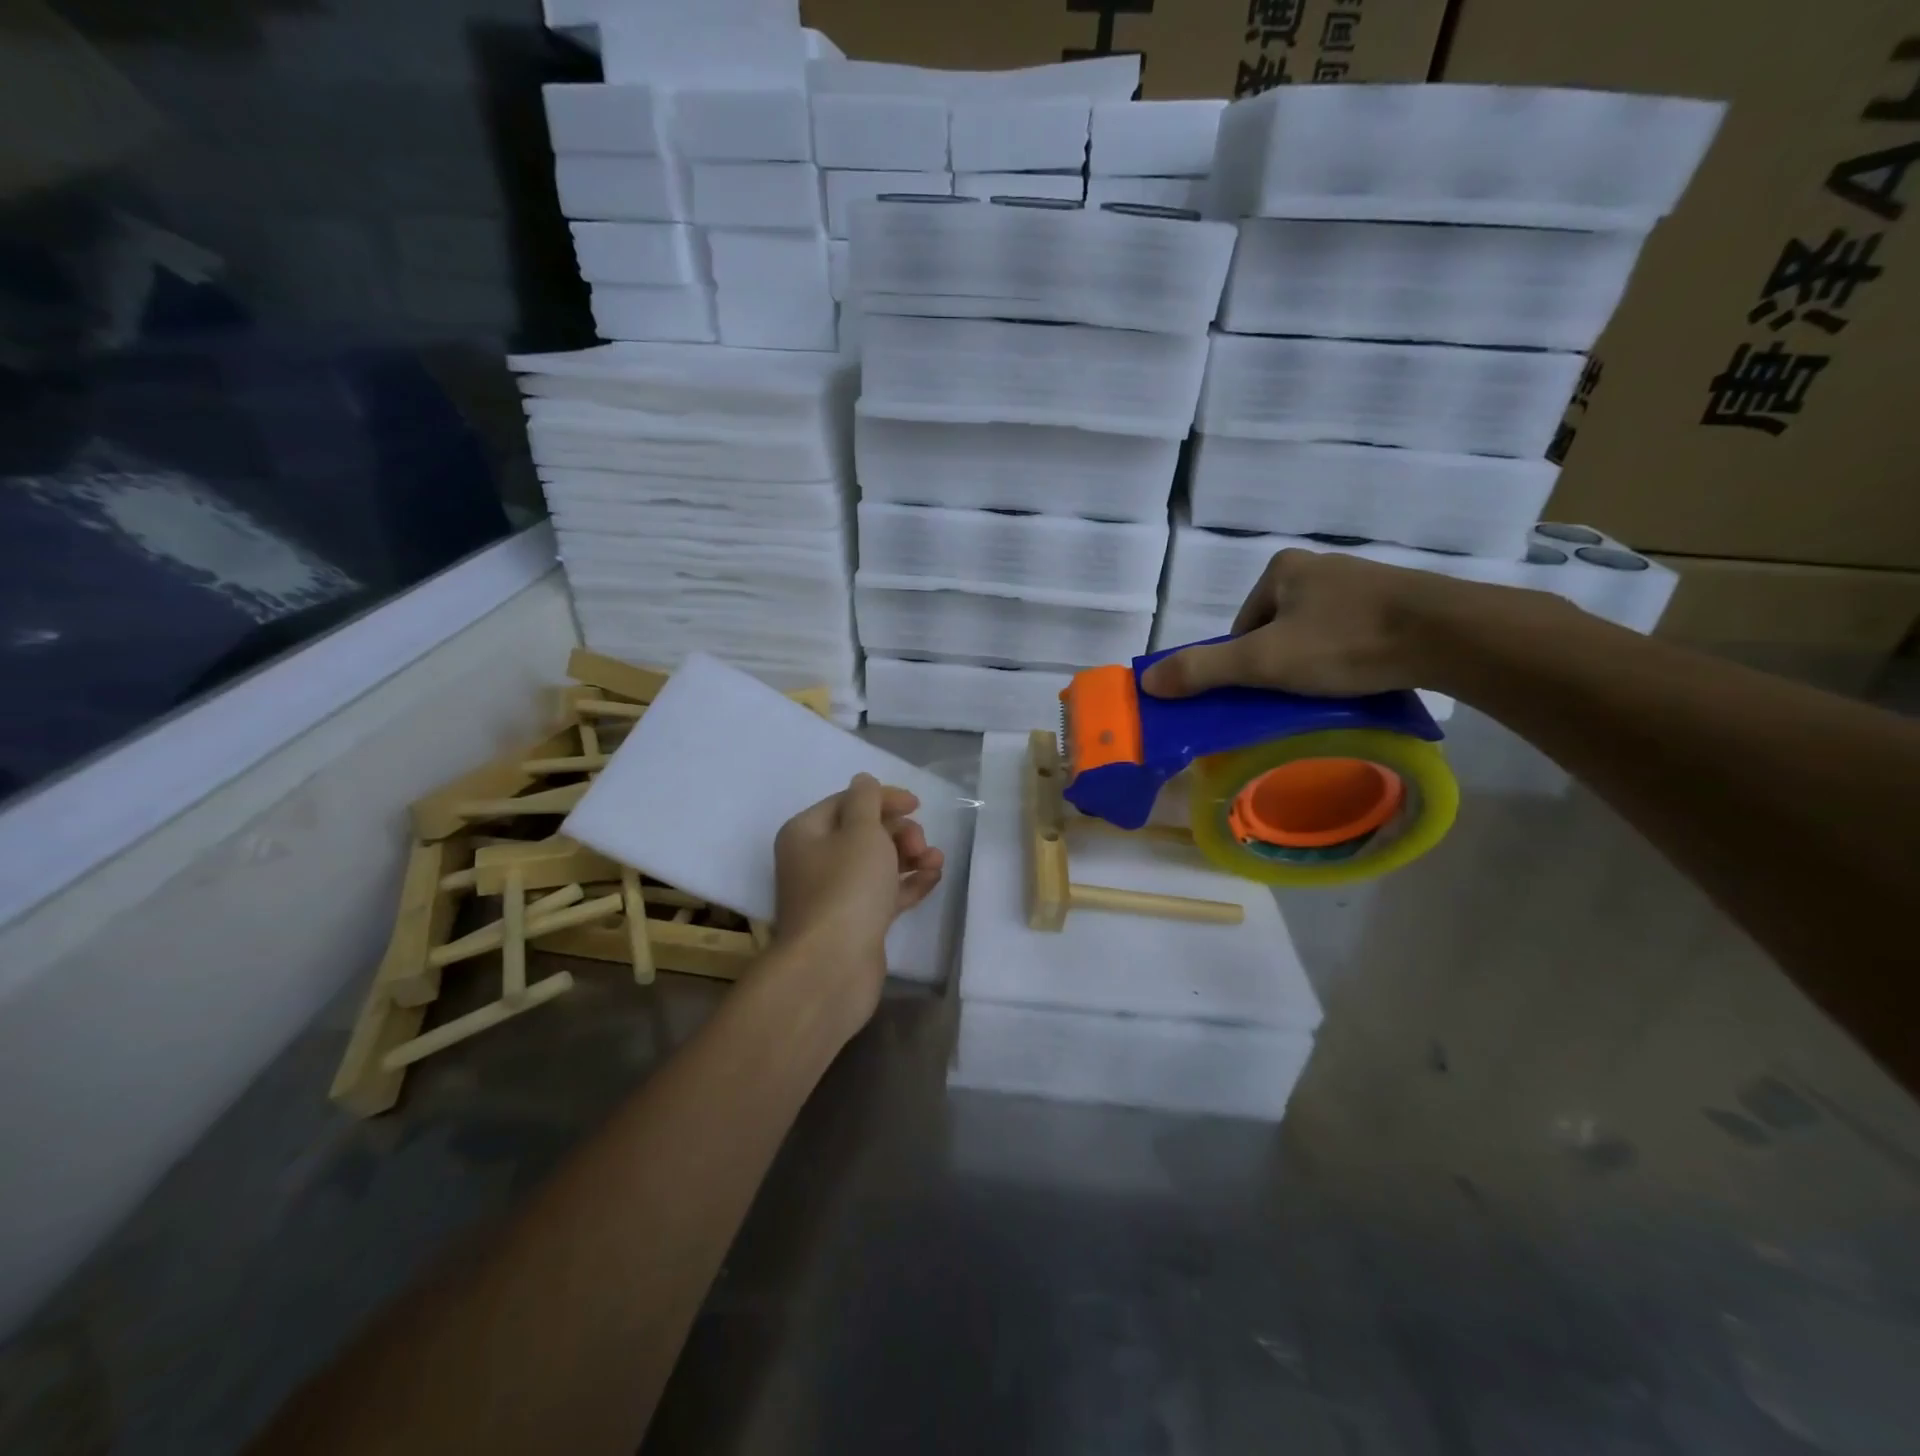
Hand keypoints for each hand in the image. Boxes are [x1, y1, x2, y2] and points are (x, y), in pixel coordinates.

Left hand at [768, 774, 944, 1025]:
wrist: (833, 967)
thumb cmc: (846, 888)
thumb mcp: (861, 832)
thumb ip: (867, 801)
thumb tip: (863, 781)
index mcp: (806, 833)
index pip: (847, 802)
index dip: (883, 799)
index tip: (917, 804)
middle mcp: (814, 860)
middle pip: (863, 832)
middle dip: (898, 832)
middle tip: (920, 844)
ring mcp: (834, 894)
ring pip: (877, 864)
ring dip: (909, 856)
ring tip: (935, 861)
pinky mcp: (854, 922)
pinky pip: (884, 893)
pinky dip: (908, 883)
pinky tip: (934, 878)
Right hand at [1140, 549, 1494, 698]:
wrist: (1449, 635)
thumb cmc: (1345, 641)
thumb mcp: (1263, 662)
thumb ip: (1204, 669)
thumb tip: (1147, 680)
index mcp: (1281, 569)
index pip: (1241, 625)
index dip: (1242, 663)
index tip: (1261, 690)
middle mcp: (1319, 567)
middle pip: (1276, 630)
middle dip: (1280, 663)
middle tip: (1294, 696)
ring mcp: (1362, 582)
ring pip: (1315, 633)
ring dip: (1314, 663)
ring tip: (1331, 691)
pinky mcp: (1397, 601)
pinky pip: (1353, 634)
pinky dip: (1348, 657)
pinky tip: (1362, 677)